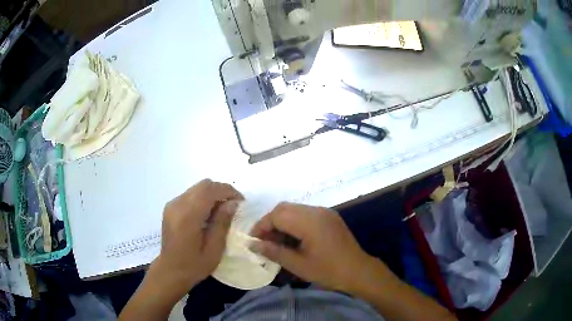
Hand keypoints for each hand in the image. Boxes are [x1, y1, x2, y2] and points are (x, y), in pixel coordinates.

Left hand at [150, 179, 242, 295]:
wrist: (170, 271)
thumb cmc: (194, 265)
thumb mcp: (214, 249)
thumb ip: (222, 223)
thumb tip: (232, 203)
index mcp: (188, 216)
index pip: (209, 190)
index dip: (228, 191)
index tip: (241, 202)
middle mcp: (177, 205)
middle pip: (203, 185)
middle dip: (221, 190)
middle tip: (233, 205)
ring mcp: (172, 205)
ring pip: (197, 188)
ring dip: (212, 194)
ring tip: (222, 210)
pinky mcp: (170, 207)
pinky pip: (191, 194)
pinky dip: (203, 198)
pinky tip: (208, 214)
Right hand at [250, 202, 378, 291]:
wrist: (358, 271)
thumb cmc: (328, 271)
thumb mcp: (298, 265)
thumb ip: (274, 252)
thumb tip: (252, 245)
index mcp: (309, 221)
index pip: (276, 215)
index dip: (262, 226)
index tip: (254, 241)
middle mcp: (316, 211)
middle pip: (284, 208)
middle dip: (270, 222)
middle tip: (264, 241)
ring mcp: (324, 212)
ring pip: (294, 209)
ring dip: (282, 222)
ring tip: (277, 241)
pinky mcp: (329, 217)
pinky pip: (305, 214)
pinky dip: (294, 222)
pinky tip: (293, 239)